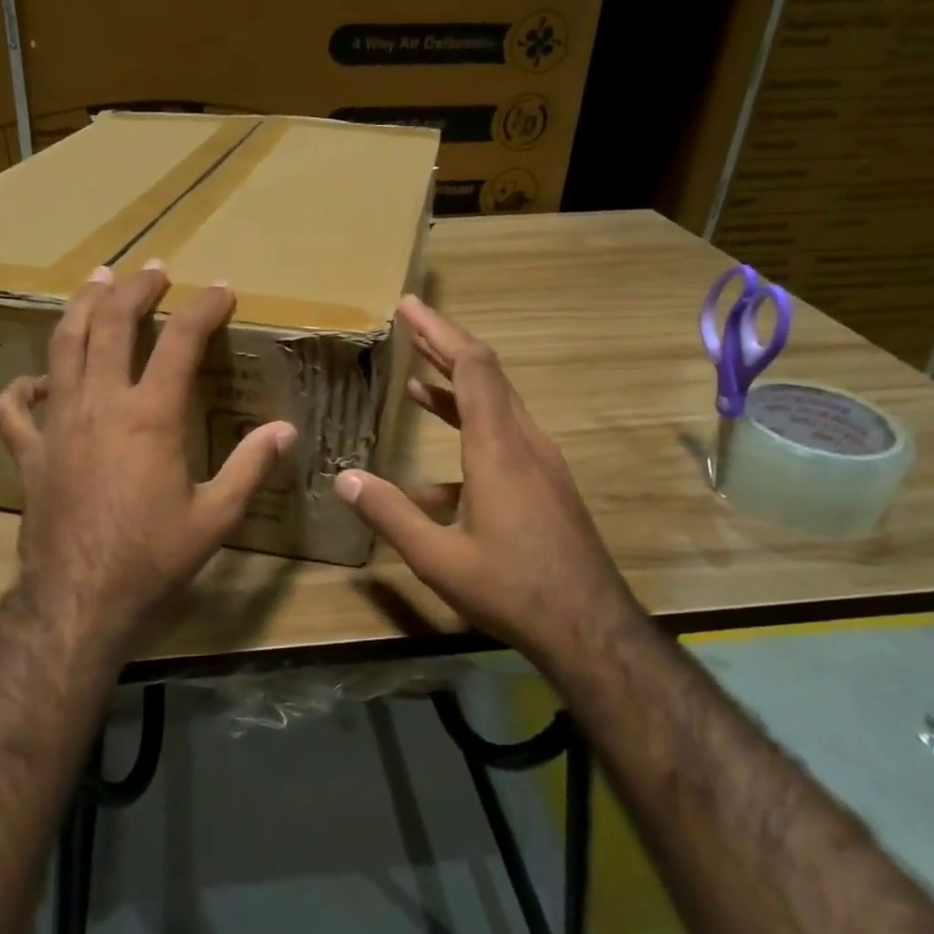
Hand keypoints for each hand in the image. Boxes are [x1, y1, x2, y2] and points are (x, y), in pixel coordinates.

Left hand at [0, 261, 296, 656]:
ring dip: (80, 308)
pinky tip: (38, 380)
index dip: (205, 308)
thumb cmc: (152, 559)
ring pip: (62, 347)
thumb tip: (286, 430)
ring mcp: (57, 425)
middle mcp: (101, 405)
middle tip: (152, 271)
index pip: (181, 341)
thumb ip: (252, 467)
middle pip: (111, 324)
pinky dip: (24, 387)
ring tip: (95, 283)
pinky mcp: (29, 453)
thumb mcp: (216, 517)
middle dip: (134, 289)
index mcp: (150, 417)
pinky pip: (15, 408)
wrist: (80, 600)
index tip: (223, 291)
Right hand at [335, 296, 636, 666]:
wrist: (589, 626)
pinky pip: (503, 440)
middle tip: (409, 322)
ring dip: (456, 387)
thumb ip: (389, 514)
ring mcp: (540, 463)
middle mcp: (523, 443)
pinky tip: (434, 474)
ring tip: (415, 377)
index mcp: (498, 449)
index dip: (439, 331)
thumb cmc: (512, 588)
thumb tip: (344, 478)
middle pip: (487, 374)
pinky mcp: (545, 484)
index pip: (473, 367)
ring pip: (496, 406)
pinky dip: (468, 433)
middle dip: (445, 344)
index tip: (409, 307)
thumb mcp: (438, 558)